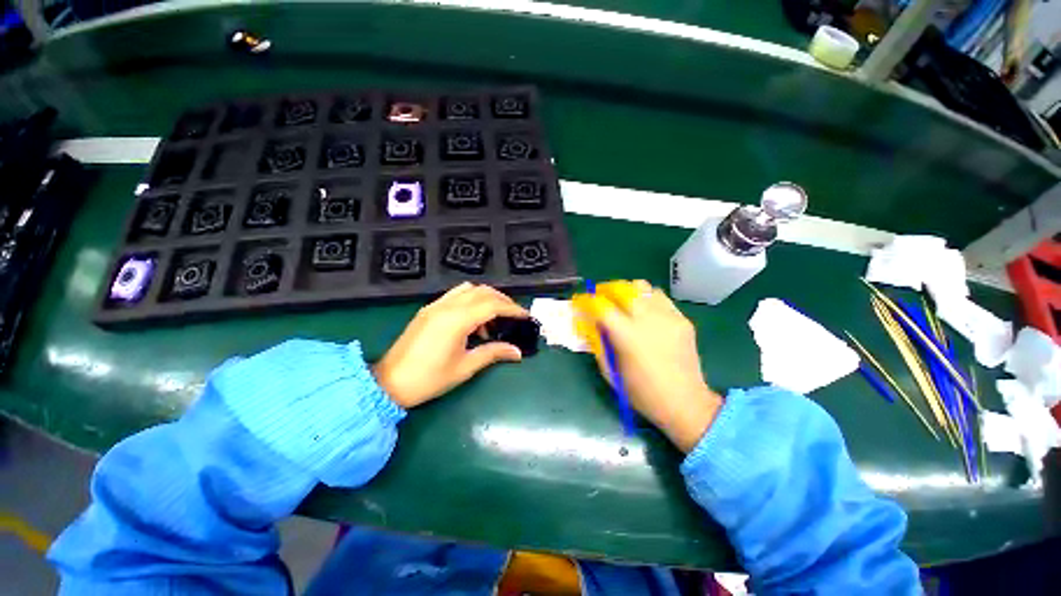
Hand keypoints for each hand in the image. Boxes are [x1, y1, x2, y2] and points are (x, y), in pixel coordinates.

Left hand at [374, 283, 528, 408]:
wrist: (389, 383)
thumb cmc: (429, 378)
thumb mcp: (465, 367)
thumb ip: (493, 353)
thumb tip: (517, 352)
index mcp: (457, 320)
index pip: (492, 305)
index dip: (512, 309)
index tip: (526, 316)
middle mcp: (447, 306)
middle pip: (482, 291)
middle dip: (502, 300)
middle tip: (514, 316)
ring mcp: (435, 305)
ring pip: (468, 289)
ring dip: (486, 297)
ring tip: (494, 318)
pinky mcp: (429, 309)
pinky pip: (456, 295)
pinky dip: (471, 300)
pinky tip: (473, 320)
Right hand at [572, 280, 721, 451]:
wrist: (685, 402)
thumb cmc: (642, 392)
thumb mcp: (610, 371)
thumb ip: (597, 343)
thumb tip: (588, 323)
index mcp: (627, 335)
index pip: (601, 306)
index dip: (586, 301)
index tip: (580, 302)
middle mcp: (648, 319)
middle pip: (622, 288)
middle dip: (605, 289)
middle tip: (598, 297)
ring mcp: (668, 316)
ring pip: (642, 287)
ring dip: (627, 291)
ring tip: (622, 302)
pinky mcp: (682, 319)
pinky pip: (659, 297)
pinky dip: (646, 299)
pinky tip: (643, 312)